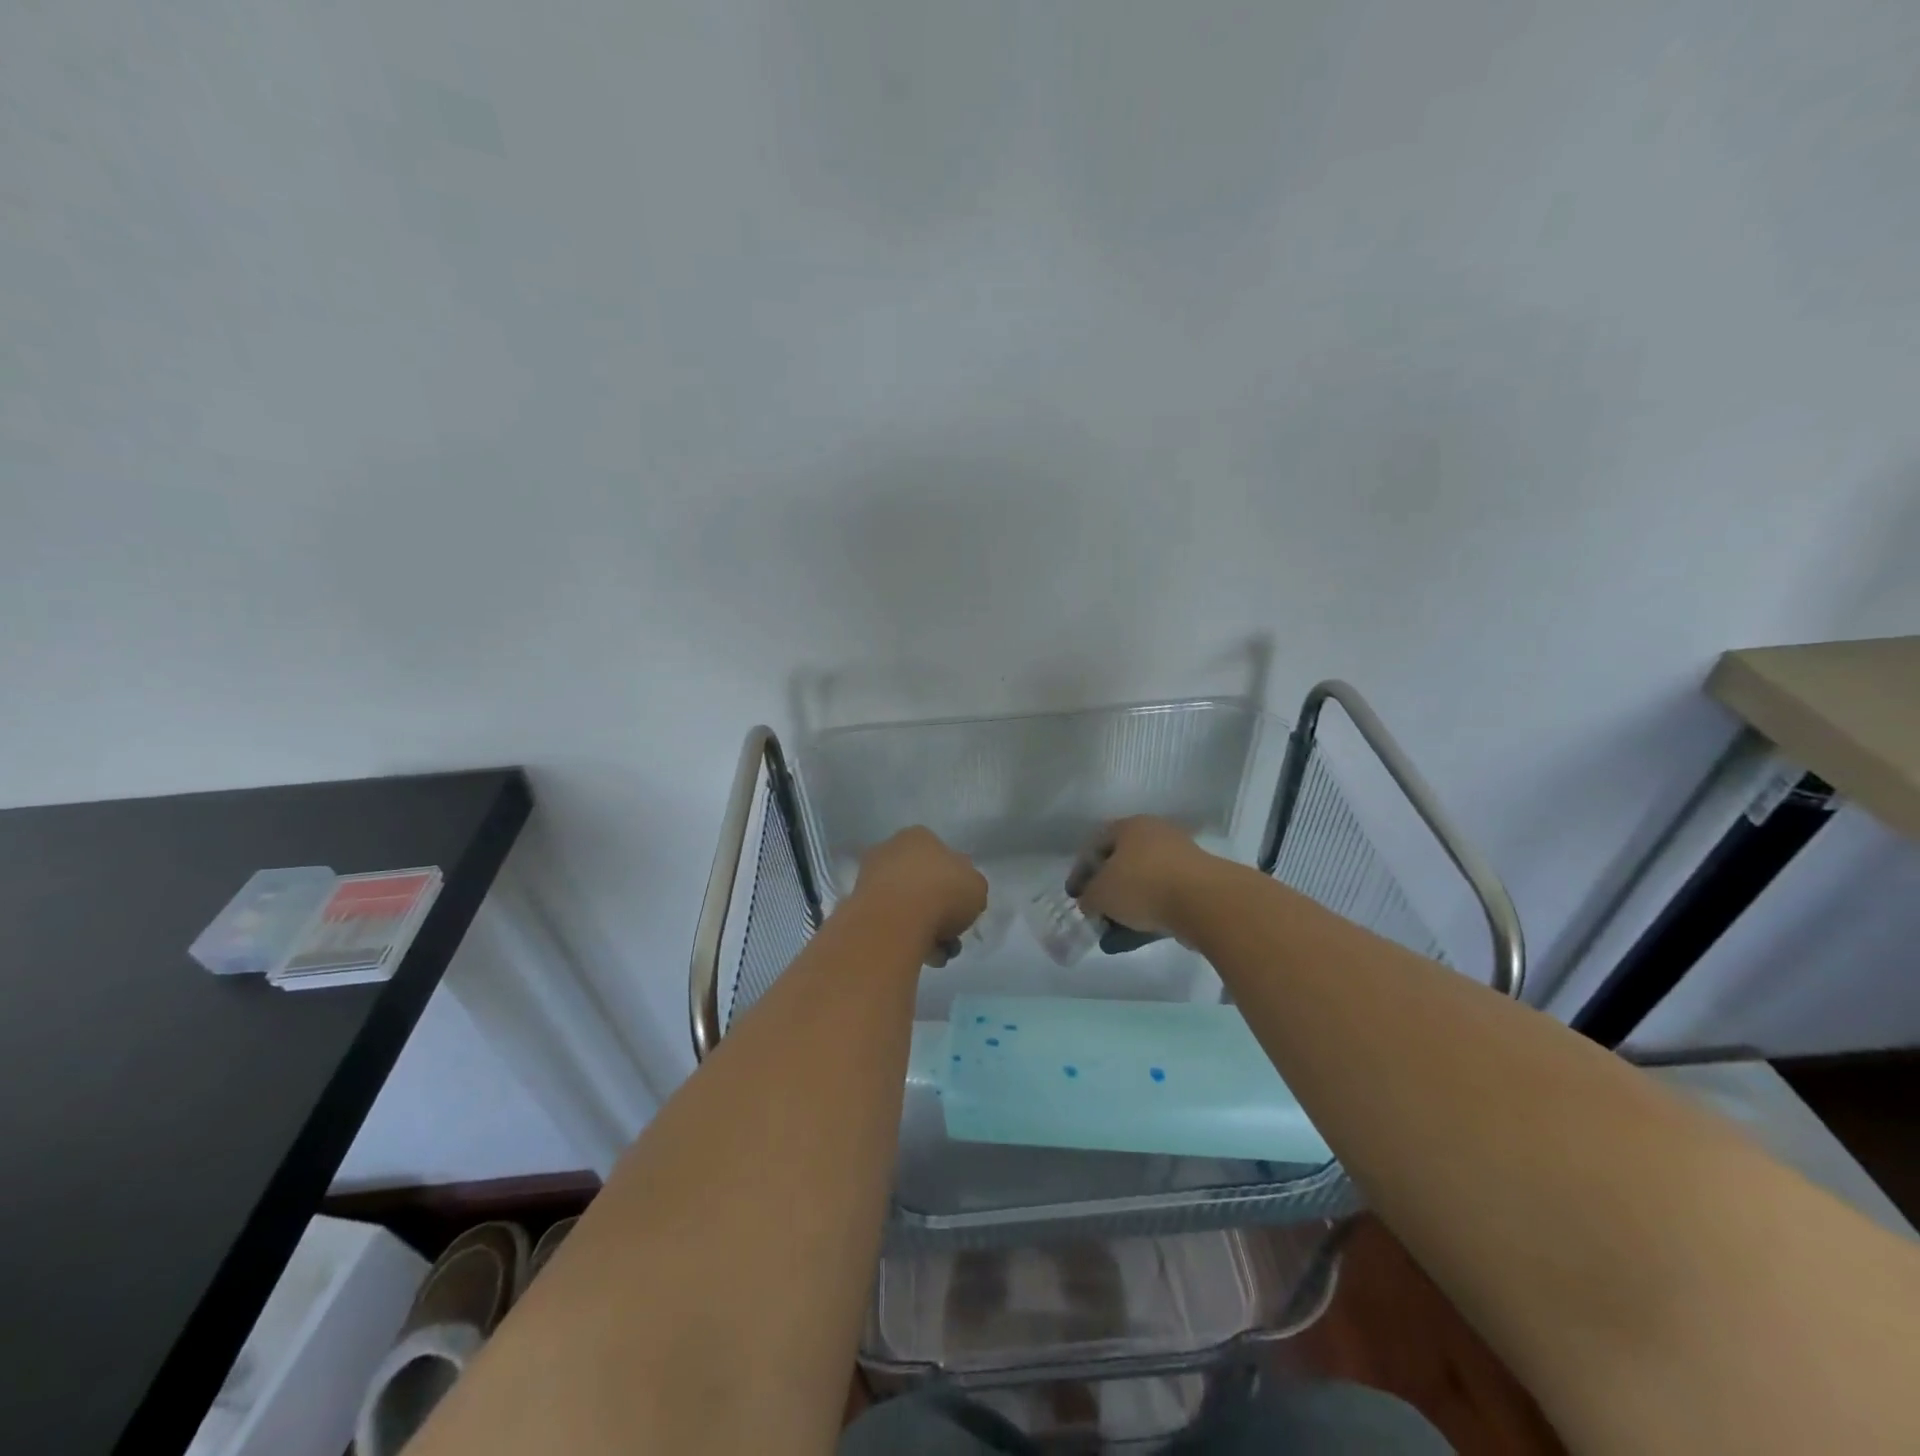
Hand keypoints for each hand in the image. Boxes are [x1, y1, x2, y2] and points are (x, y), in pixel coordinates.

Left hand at [851, 827, 988, 963]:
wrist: (894, 920)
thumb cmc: (943, 892)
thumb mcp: (977, 887)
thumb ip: (971, 887)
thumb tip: (960, 894)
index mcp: (920, 836)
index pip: (942, 857)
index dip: (955, 884)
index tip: (962, 908)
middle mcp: (890, 849)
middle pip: (922, 883)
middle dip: (938, 911)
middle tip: (950, 935)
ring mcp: (869, 877)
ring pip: (905, 905)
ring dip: (923, 928)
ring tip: (937, 952)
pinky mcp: (856, 906)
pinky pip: (888, 923)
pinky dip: (903, 938)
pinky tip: (918, 955)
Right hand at [1073, 816, 1221, 941]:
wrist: (1206, 901)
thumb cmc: (1143, 885)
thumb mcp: (1100, 894)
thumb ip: (1088, 897)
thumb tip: (1090, 902)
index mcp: (1130, 826)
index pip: (1096, 844)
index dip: (1080, 870)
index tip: (1075, 895)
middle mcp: (1156, 834)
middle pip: (1122, 861)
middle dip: (1107, 888)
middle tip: (1097, 911)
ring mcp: (1181, 856)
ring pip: (1144, 880)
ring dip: (1129, 903)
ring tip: (1116, 930)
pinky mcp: (1199, 881)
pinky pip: (1165, 895)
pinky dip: (1151, 911)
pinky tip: (1140, 934)